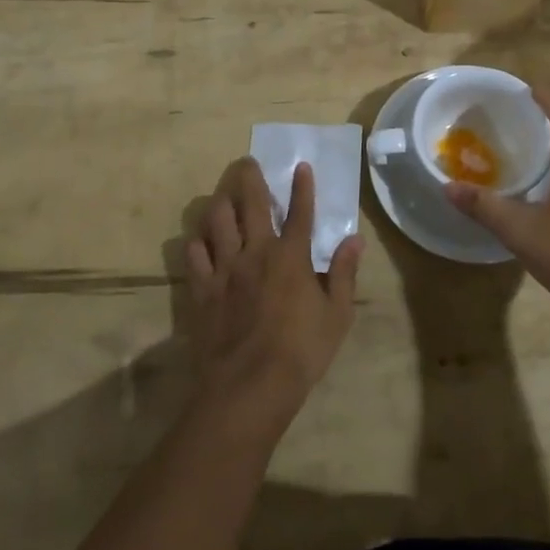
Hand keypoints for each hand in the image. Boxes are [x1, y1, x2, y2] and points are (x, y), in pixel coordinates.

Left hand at [185, 158, 361, 432]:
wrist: (248, 387)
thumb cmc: (301, 352)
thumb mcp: (336, 316)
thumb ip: (344, 274)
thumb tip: (354, 240)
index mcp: (291, 257)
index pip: (300, 212)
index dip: (303, 187)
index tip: (301, 165)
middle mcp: (256, 252)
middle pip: (251, 204)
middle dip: (250, 178)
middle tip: (247, 162)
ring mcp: (225, 268)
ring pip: (217, 220)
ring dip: (220, 203)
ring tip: (223, 197)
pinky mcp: (202, 289)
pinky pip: (194, 254)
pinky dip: (197, 241)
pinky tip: (200, 239)